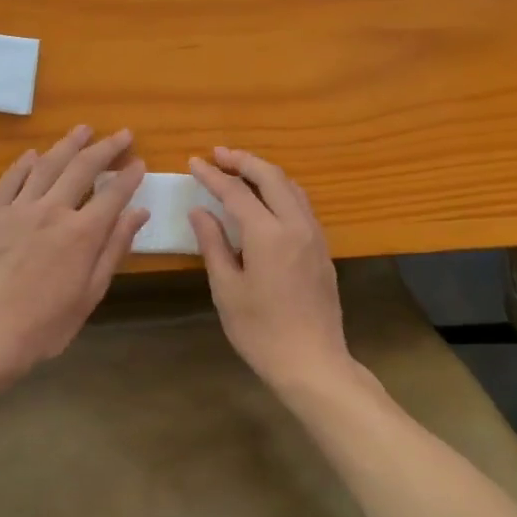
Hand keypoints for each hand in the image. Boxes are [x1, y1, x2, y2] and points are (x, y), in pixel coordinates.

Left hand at [0, 127, 149, 380]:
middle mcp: (52, 211)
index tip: (139, 162)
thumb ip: (115, 247)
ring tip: (83, 130)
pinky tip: (35, 155)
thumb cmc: (47, 324)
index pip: (113, 193)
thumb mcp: (91, 292)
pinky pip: (11, 180)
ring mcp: (18, 210)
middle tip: (122, 134)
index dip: (129, 176)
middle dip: (106, 148)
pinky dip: (25, 164)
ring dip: (68, 144)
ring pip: (47, 165)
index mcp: (82, 233)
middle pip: (83, 168)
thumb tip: (139, 212)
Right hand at [188, 147, 352, 395]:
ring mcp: (315, 236)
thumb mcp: (227, 289)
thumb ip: (213, 244)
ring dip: (265, 172)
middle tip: (218, 154)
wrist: (312, 362)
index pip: (236, 192)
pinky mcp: (323, 249)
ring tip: (240, 169)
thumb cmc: (261, 331)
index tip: (193, 162)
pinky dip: (281, 190)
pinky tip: (266, 199)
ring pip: (292, 187)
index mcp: (269, 234)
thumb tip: (200, 211)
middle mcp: (296, 225)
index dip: (213, 175)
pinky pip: (302, 205)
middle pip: (271, 177)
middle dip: (243, 160)